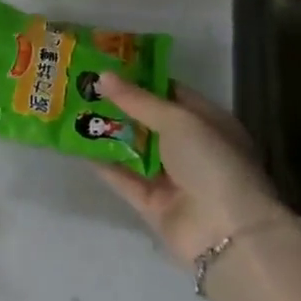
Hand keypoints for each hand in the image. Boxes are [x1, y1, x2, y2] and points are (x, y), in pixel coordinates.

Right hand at [92, 74, 282, 264]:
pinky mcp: (153, 204)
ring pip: (134, 149)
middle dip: (119, 105)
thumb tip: (103, 75)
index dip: (142, 79)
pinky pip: (124, 179)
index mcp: (209, 124)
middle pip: (149, 122)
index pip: (172, 94)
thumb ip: (138, 99)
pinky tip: (77, 145)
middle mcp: (191, 149)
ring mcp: (172, 179)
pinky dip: (104, 163)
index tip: (108, 65)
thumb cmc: (211, 163)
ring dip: (108, 132)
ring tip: (74, 108)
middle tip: (84, 84)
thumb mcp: (178, 120)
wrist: (226, 234)